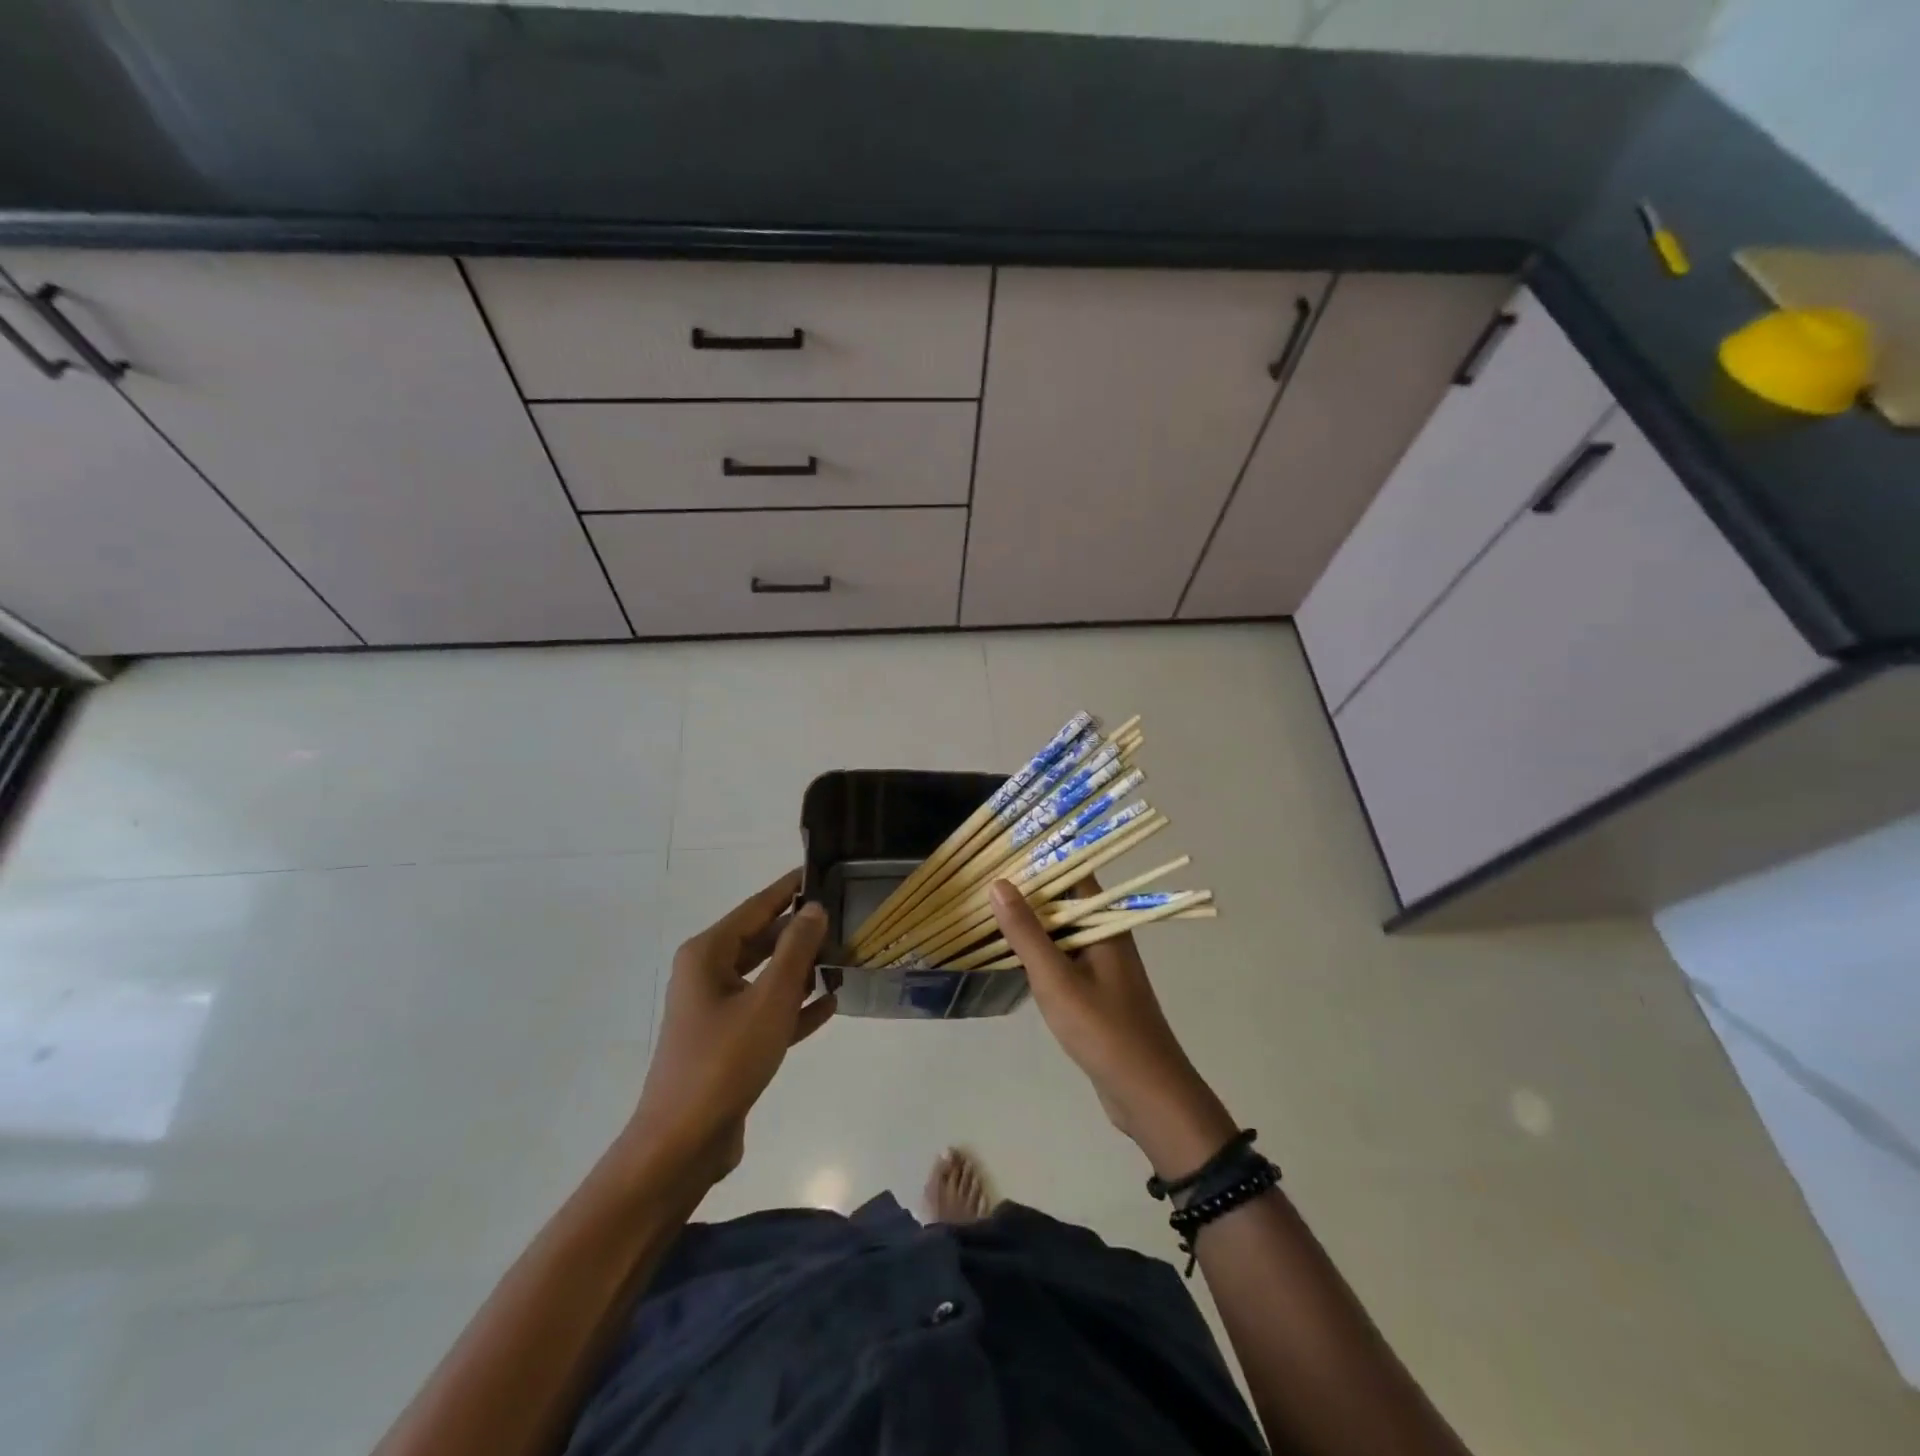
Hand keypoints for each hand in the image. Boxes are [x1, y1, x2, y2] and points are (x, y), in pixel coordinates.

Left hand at [627, 869, 835, 1183]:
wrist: (682, 1145)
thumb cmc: (724, 1061)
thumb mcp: (769, 1000)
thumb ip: (796, 950)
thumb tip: (815, 908)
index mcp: (708, 954)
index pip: (757, 906)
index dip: (790, 888)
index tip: (823, 871)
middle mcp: (709, 974)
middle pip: (762, 939)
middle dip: (802, 932)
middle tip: (846, 917)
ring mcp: (716, 1010)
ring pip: (767, 976)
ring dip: (803, 970)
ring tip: (845, 957)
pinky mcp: (728, 1042)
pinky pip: (766, 1011)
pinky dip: (794, 1006)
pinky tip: (830, 1004)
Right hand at [989, 878, 1236, 1179]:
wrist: (1147, 1093)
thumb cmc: (1102, 1029)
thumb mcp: (1056, 978)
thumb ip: (1026, 932)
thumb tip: (998, 883)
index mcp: (1106, 924)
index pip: (1075, 874)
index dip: (1041, 860)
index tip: (1003, 854)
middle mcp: (1108, 936)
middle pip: (1066, 902)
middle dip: (1029, 892)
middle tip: (983, 884)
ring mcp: (1103, 966)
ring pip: (1063, 932)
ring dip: (1031, 924)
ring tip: (988, 913)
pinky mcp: (1097, 992)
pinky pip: (1064, 959)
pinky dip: (1040, 953)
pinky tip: (1012, 956)